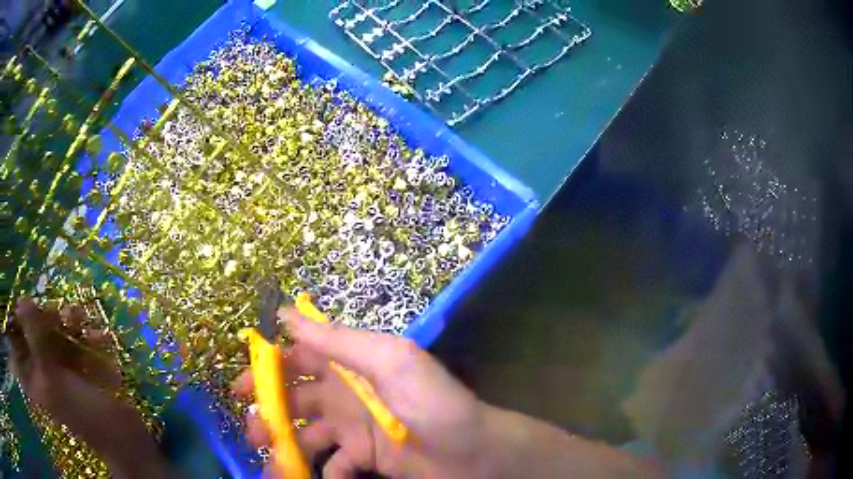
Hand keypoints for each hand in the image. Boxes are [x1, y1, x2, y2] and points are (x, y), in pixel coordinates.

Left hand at [7, 298, 171, 478]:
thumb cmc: (82, 412)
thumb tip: (20, 300)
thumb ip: (34, 337)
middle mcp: (40, 371)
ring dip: (70, 323)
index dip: (20, 319)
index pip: (17, 339)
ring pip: (54, 331)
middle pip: (34, 330)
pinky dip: (85, 336)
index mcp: (32, 378)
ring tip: (83, 321)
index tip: (30, 304)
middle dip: (48, 319)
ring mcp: (57, 369)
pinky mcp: (75, 367)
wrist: (123, 436)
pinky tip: (99, 337)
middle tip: (61, 315)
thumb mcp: (53, 377)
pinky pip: (73, 341)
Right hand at [233, 308, 489, 477]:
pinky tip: (319, 477)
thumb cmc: (431, 404)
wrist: (472, 453)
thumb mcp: (390, 361)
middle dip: (268, 412)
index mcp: (350, 367)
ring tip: (271, 462)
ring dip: (285, 448)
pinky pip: (333, 465)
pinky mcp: (364, 459)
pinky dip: (322, 472)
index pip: (299, 359)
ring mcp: (353, 431)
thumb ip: (339, 340)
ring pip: (306, 436)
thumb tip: (285, 313)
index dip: (268, 368)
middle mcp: (345, 397)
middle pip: (295, 401)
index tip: (240, 385)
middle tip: (251, 429)